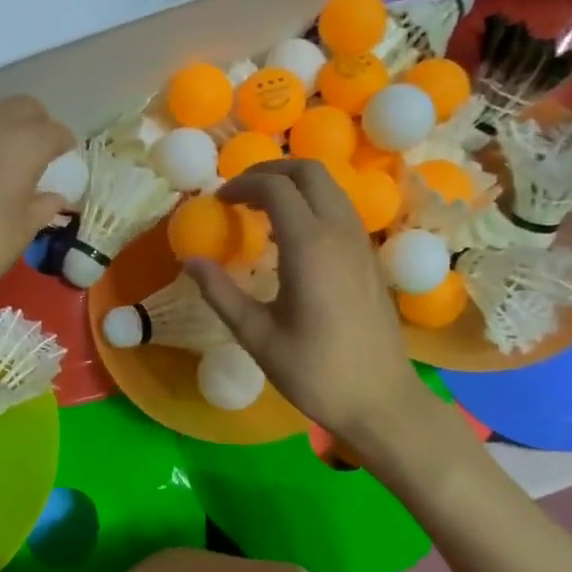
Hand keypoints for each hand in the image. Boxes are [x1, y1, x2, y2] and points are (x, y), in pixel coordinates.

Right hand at [185, 160, 434, 445]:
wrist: (381, 400)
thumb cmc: (314, 372)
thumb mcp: (256, 335)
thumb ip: (220, 293)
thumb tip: (190, 261)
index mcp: (310, 247)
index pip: (275, 188)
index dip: (242, 185)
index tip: (218, 201)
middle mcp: (340, 233)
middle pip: (309, 172)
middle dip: (270, 171)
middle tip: (239, 194)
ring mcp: (361, 243)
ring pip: (329, 187)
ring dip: (293, 184)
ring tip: (260, 210)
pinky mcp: (370, 257)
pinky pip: (339, 209)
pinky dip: (311, 203)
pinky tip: (290, 235)